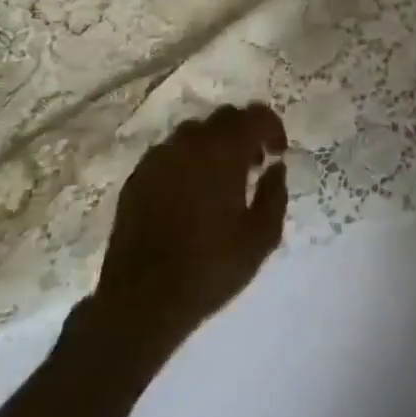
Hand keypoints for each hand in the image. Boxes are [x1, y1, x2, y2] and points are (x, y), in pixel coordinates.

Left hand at [93, 104, 289, 354]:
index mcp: (223, 152)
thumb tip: (276, 169)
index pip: (255, 116)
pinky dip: (187, 161)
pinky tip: (190, 194)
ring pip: (194, 133)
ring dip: (214, 146)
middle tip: (254, 165)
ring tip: (221, 180)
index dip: (273, 128)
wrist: (142, 300)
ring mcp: (158, 158)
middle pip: (224, 118)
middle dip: (244, 134)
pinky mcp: (137, 177)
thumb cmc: (210, 268)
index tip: (278, 153)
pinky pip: (170, 154)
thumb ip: (275, 195)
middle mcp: (189, 144)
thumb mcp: (261, 238)